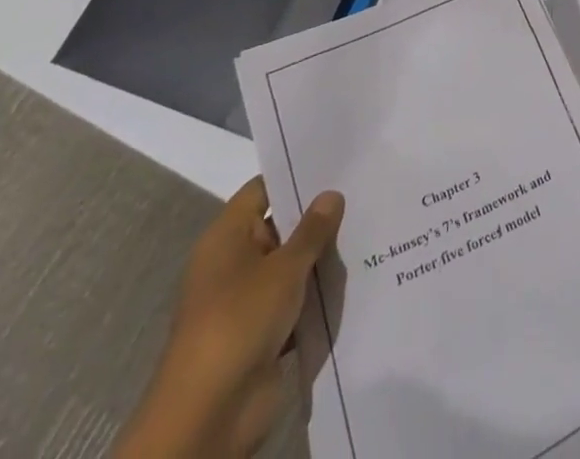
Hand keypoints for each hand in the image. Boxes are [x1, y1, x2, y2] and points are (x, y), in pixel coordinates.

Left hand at [116, 178, 344, 458]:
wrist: (209, 415)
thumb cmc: (239, 322)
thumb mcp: (283, 268)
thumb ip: (312, 230)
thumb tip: (331, 194)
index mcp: (226, 237)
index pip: (263, 190)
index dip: (296, 176)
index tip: (337, 163)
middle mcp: (234, 262)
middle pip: (280, 227)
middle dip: (318, 217)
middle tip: (363, 192)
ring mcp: (248, 300)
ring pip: (291, 266)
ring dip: (321, 258)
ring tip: (369, 228)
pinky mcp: (263, 333)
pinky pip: (295, 302)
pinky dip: (317, 294)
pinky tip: (357, 276)